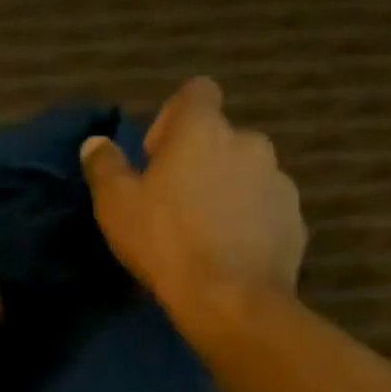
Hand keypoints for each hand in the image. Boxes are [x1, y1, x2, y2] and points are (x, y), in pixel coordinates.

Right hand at [80, 77, 306, 324]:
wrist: (231, 299)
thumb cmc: (165, 243)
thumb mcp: (116, 206)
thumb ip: (104, 167)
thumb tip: (96, 143)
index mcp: (204, 129)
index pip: (196, 92)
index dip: (173, 118)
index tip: (156, 158)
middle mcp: (250, 142)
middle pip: (221, 139)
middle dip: (200, 163)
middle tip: (175, 206)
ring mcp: (279, 181)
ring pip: (247, 176)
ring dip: (227, 194)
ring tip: (204, 236)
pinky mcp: (295, 220)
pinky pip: (265, 211)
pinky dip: (249, 224)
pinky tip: (229, 256)